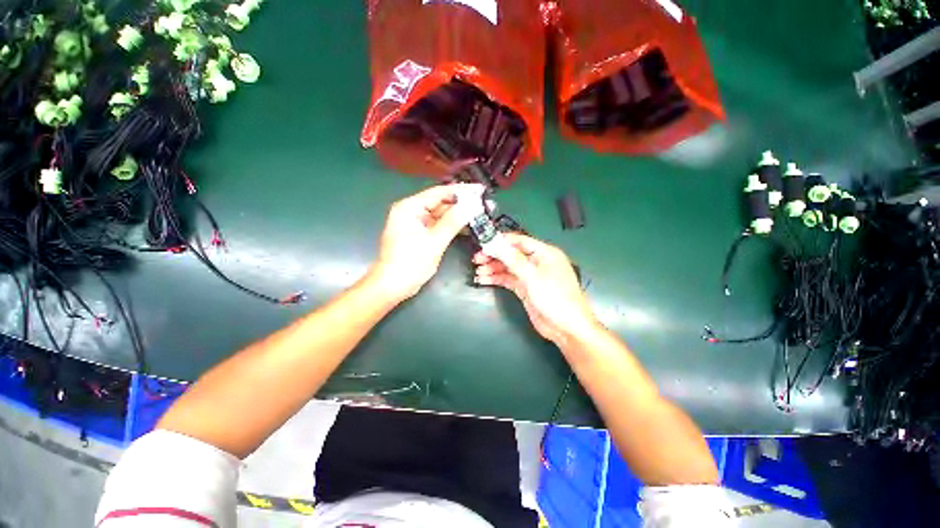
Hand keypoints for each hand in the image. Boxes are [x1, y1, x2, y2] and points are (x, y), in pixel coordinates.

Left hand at [371, 184, 482, 301]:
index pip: (438, 192)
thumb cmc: (410, 263)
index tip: (479, 190)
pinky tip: (467, 226)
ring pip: (441, 214)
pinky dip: (451, 226)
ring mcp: (416, 223)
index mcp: (409, 208)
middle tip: (483, 204)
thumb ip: (453, 222)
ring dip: (458, 215)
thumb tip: (471, 205)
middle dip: (461, 204)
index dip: (460, 191)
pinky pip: (438, 225)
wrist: (393, 285)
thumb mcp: (434, 242)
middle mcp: (412, 211)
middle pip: (440, 202)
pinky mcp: (421, 234)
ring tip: (479, 214)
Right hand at [473, 233, 598, 346]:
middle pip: (511, 254)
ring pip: (508, 267)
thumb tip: (496, 244)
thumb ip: (513, 259)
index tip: (484, 243)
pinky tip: (484, 279)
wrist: (567, 328)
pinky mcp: (525, 288)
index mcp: (544, 253)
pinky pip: (508, 279)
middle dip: (494, 256)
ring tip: (478, 272)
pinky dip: (496, 279)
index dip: (501, 241)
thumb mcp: (532, 277)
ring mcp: (530, 276)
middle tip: (477, 259)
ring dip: (493, 268)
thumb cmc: (555, 298)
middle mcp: (537, 262)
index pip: (519, 241)